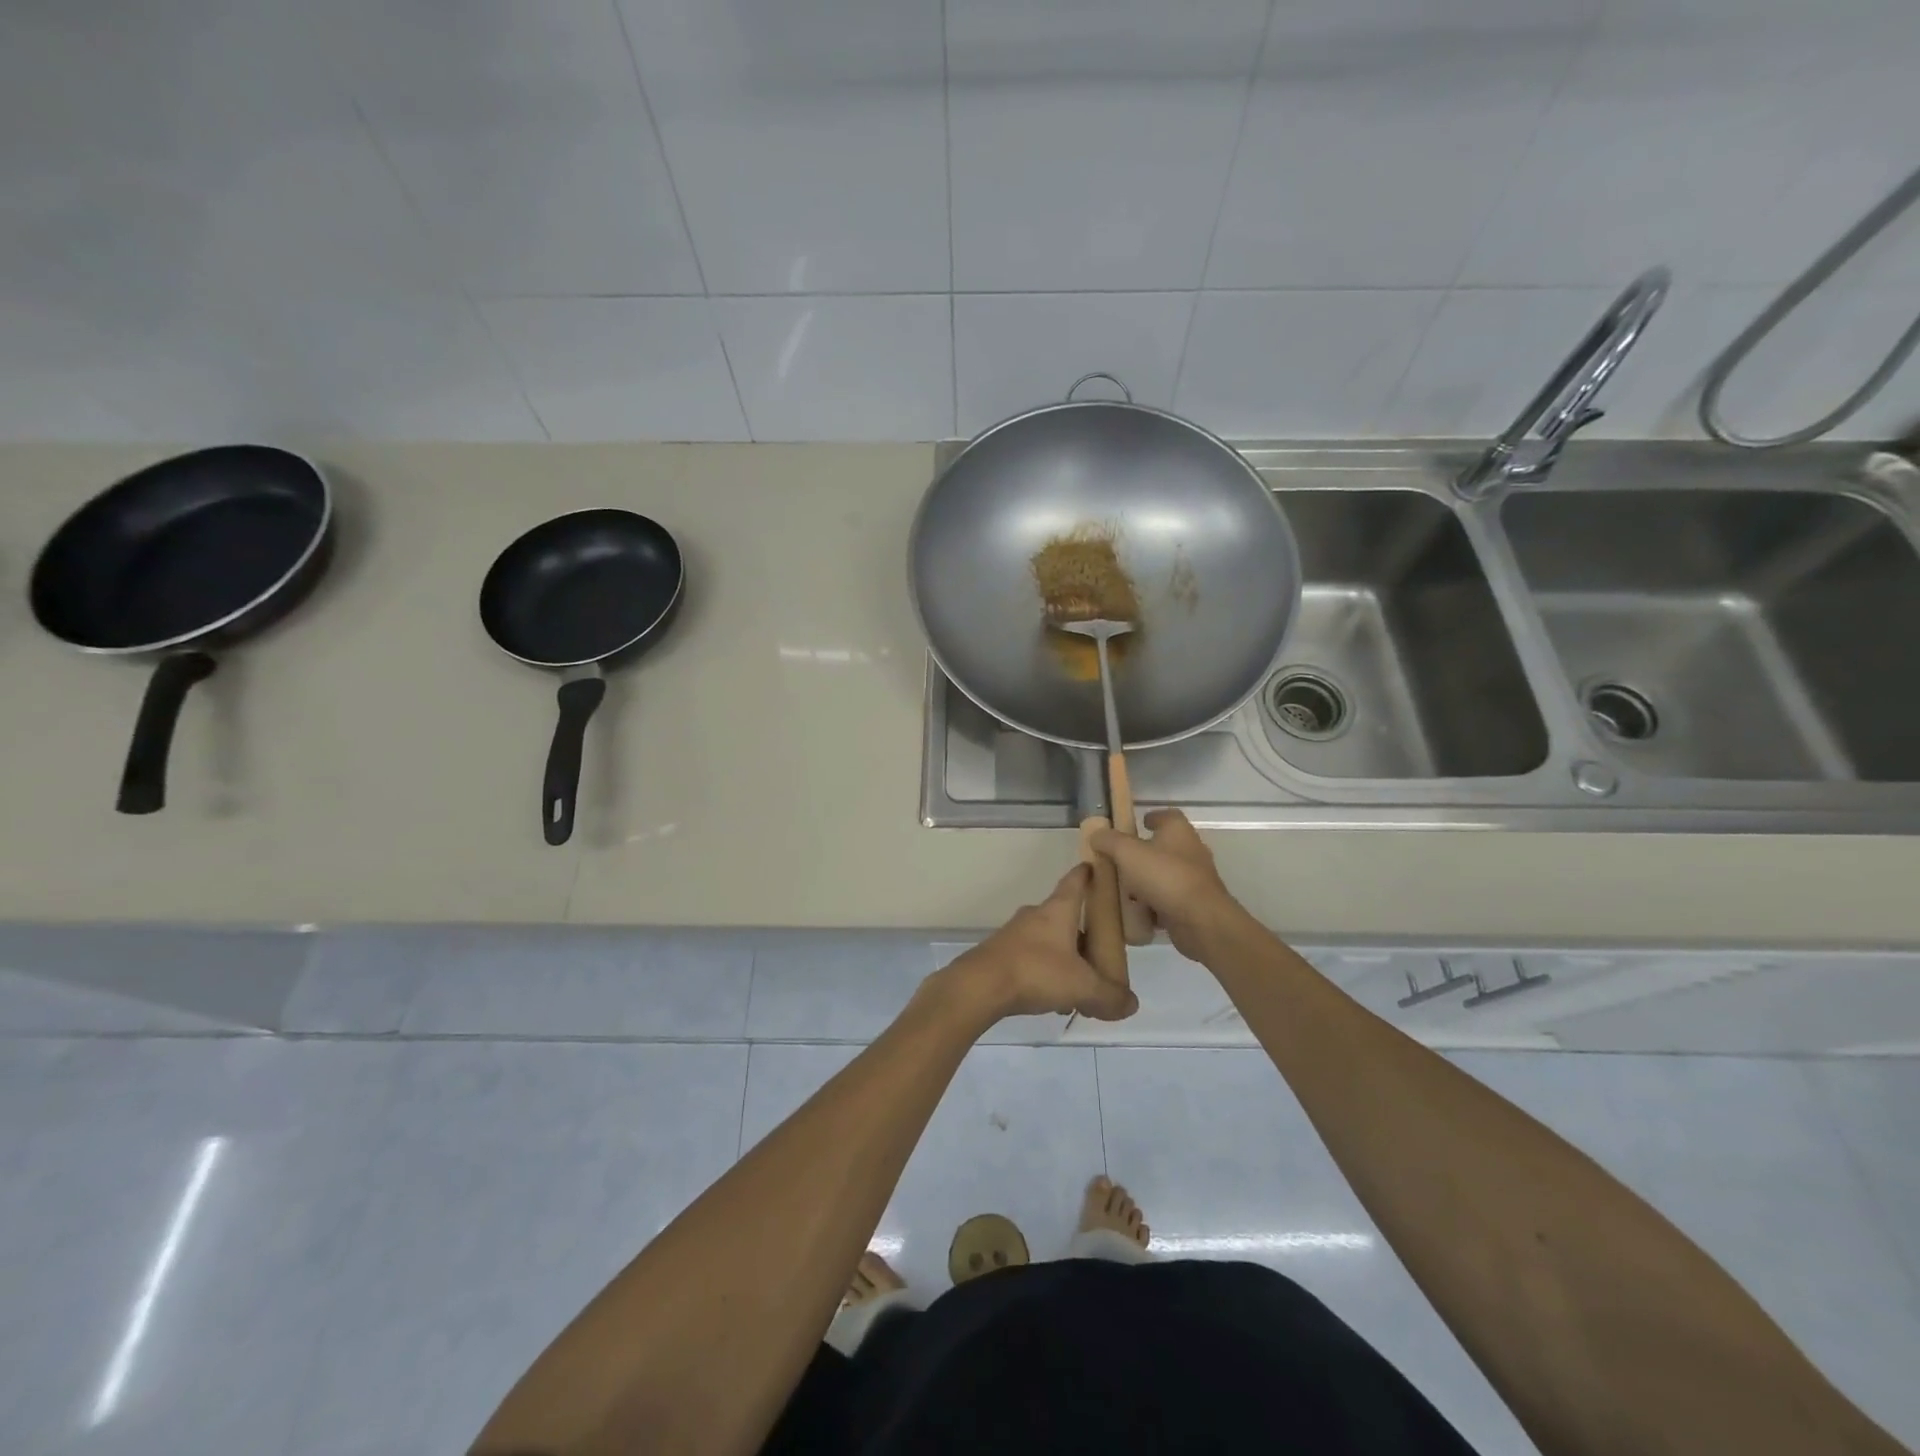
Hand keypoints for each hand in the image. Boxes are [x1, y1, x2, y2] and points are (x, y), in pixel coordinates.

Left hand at [942, 865, 1138, 1023]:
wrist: (979, 986)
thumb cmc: (1035, 972)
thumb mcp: (1083, 987)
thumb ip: (1110, 996)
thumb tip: (1131, 1004)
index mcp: (1058, 910)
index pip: (1076, 880)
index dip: (1089, 873)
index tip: (1098, 867)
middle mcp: (1035, 915)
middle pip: (1065, 915)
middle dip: (1083, 930)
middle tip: (1102, 950)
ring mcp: (1015, 934)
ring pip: (1048, 940)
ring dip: (1065, 957)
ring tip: (1080, 985)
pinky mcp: (1000, 954)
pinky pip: (1031, 958)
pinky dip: (1046, 972)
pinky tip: (1053, 999)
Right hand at [1091, 809, 1240, 960]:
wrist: (1200, 921)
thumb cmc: (1165, 877)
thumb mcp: (1127, 853)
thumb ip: (1109, 841)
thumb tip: (1097, 834)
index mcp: (1178, 831)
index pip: (1167, 816)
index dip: (1150, 818)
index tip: (1136, 825)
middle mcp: (1190, 851)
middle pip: (1163, 847)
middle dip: (1141, 854)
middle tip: (1118, 861)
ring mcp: (1194, 879)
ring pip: (1164, 875)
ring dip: (1145, 882)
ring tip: (1121, 890)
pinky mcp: (1193, 904)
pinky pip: (1167, 900)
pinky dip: (1153, 905)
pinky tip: (1135, 913)